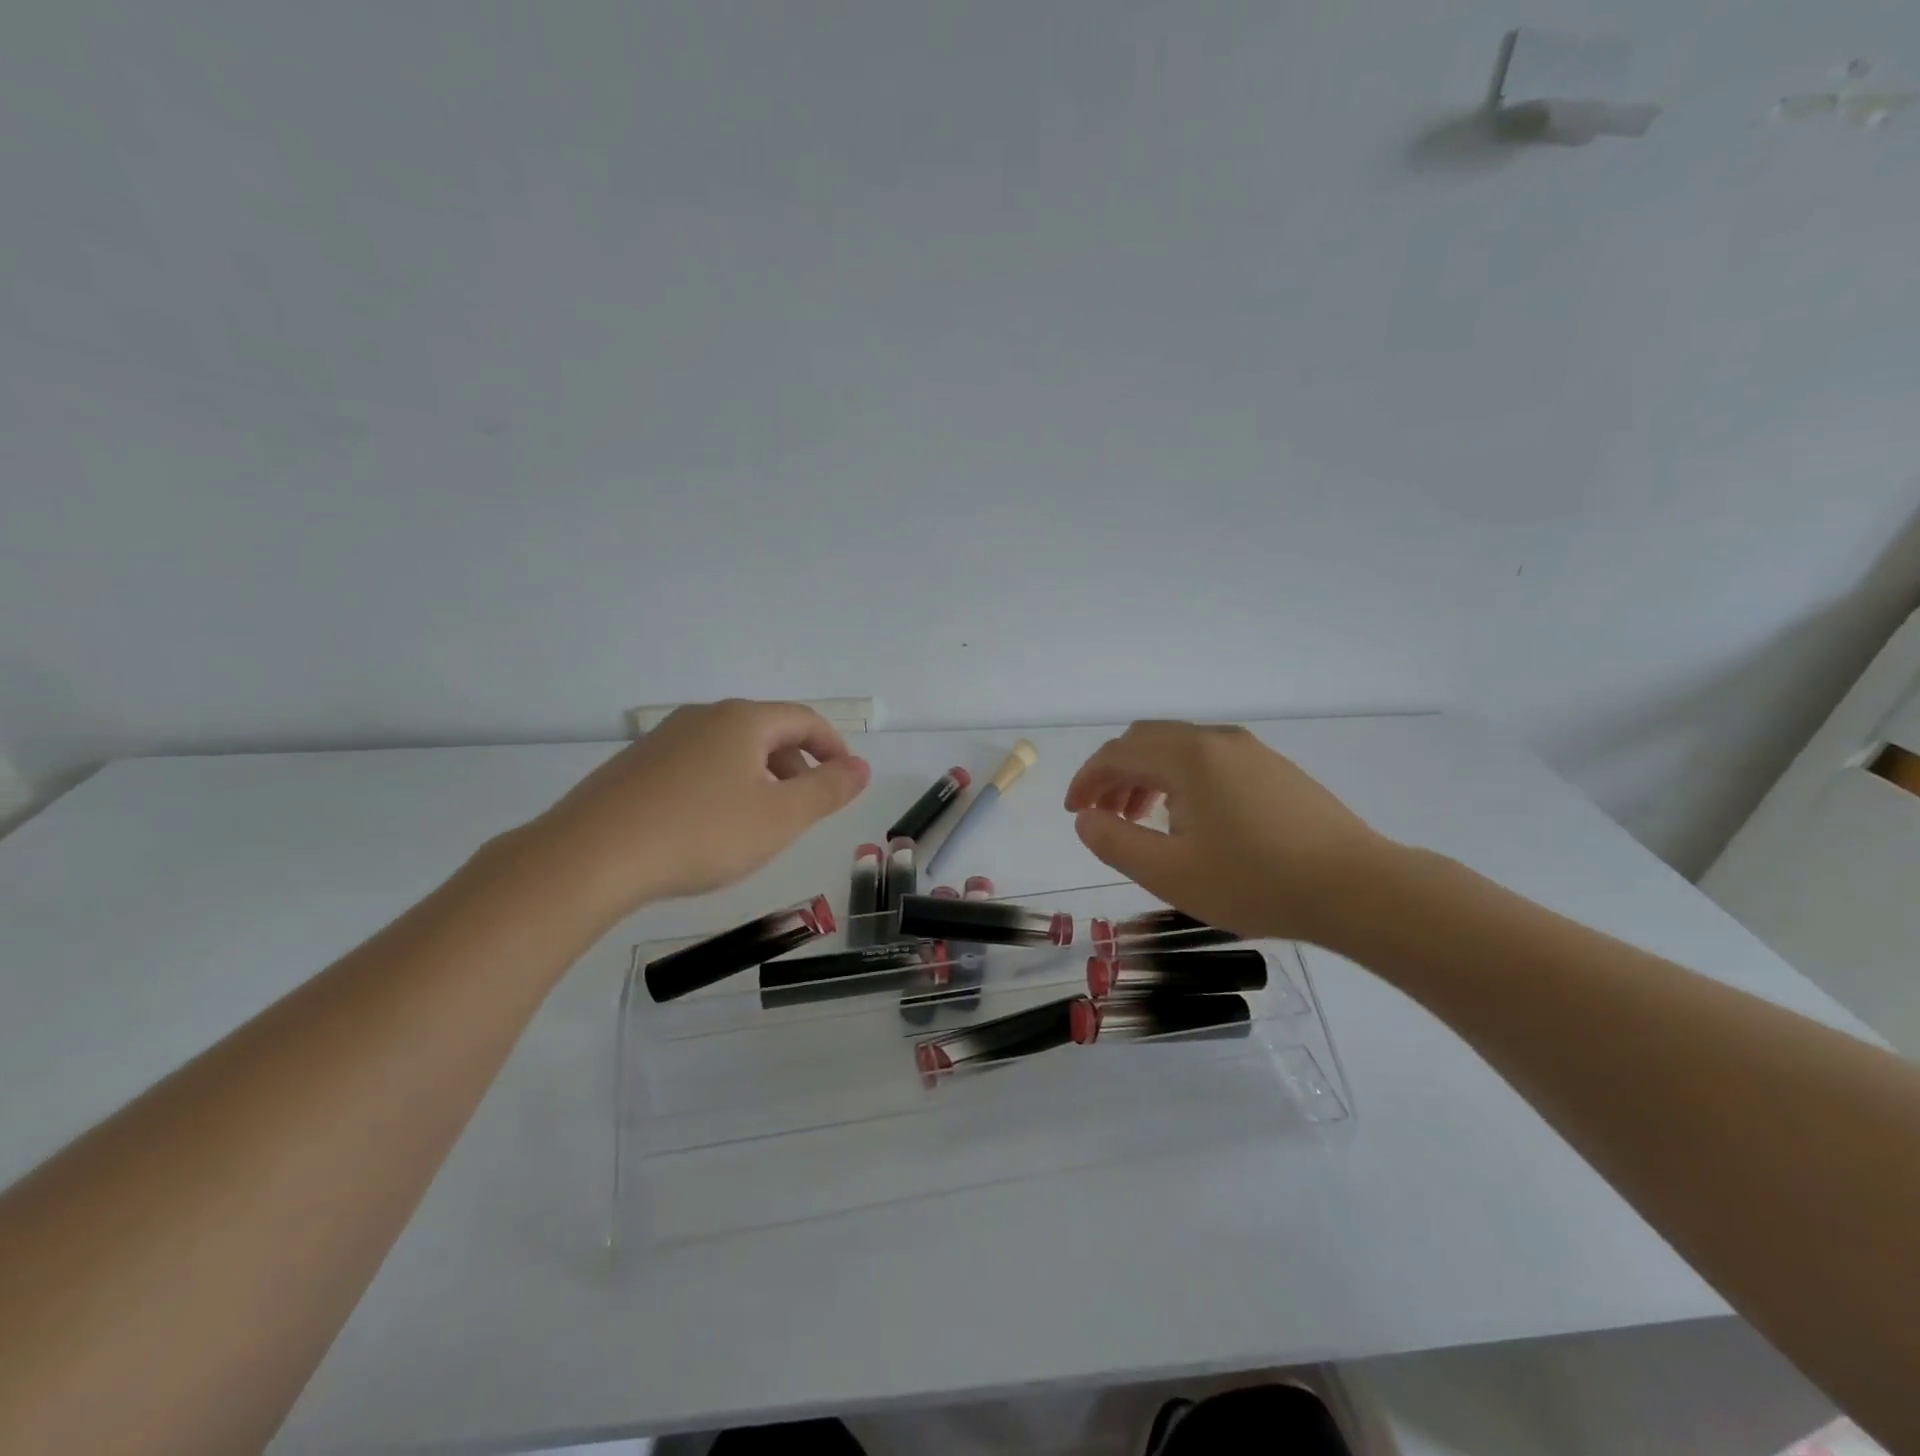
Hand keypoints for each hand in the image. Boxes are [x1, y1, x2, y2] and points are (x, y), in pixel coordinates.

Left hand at [529, 700, 869, 913]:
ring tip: (760, 821)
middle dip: (797, 764)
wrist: (590, 856)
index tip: (847, 778)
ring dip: (759, 776)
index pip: (804, 720)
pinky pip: (696, 764)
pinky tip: (709, 826)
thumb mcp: (780, 818)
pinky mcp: (635, 765)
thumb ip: (828, 790)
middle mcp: (703, 717)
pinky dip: (721, 785)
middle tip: (807, 806)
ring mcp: (664, 738)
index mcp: (743, 720)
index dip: (833, 747)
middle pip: (766, 731)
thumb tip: (861, 766)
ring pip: (730, 748)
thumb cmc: (701, 833)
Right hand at [1064, 722, 1391, 944]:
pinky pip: (1209, 759)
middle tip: (1104, 814)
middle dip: (1114, 774)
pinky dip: (1180, 778)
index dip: (1086, 781)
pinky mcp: (1274, 768)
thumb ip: (1115, 842)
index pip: (1117, 754)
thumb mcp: (1170, 873)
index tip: (1074, 812)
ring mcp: (1250, 750)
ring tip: (1142, 819)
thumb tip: (1086, 820)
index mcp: (1186, 756)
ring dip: (1148, 775)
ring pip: (1179, 748)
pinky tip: (1192, 819)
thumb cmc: (1255, 882)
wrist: (1357, 888)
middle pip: (1146, 741)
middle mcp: (1216, 739)